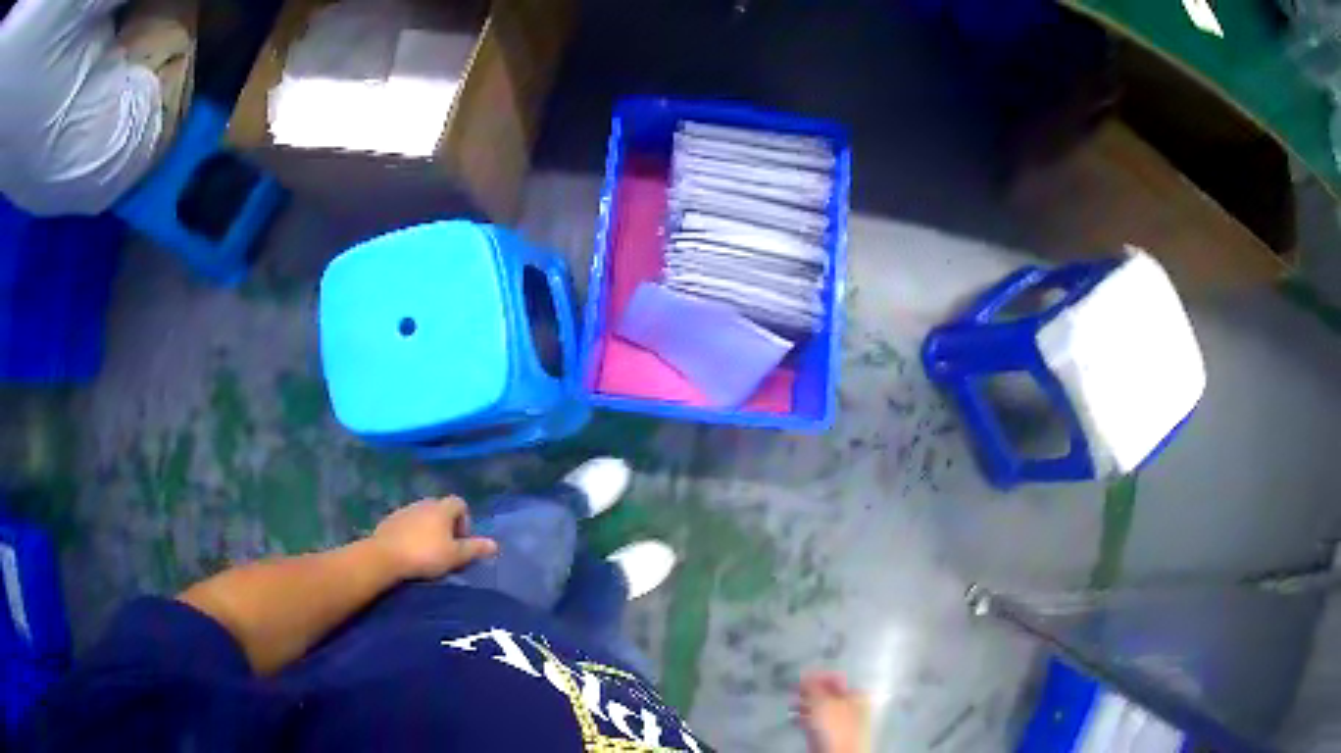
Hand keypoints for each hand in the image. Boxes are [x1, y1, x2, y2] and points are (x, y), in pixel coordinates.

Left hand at [370, 498, 498, 580]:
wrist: (385, 557)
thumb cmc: (425, 555)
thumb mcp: (455, 556)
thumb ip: (474, 549)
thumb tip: (495, 544)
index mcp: (441, 509)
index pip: (460, 503)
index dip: (464, 520)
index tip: (461, 540)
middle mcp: (423, 503)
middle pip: (440, 509)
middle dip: (446, 525)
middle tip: (446, 548)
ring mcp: (404, 510)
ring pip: (422, 516)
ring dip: (427, 529)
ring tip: (427, 551)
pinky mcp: (389, 520)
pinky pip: (406, 523)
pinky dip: (411, 533)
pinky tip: (409, 551)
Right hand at [796, 672, 871, 752]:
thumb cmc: (839, 727)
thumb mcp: (824, 702)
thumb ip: (814, 686)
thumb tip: (806, 673)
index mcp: (857, 695)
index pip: (836, 679)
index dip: (818, 676)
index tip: (802, 674)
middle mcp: (850, 706)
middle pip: (827, 694)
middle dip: (809, 691)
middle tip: (794, 688)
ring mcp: (839, 722)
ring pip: (819, 708)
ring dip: (804, 705)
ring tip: (791, 703)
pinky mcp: (828, 735)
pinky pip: (814, 722)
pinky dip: (803, 719)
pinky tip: (794, 718)